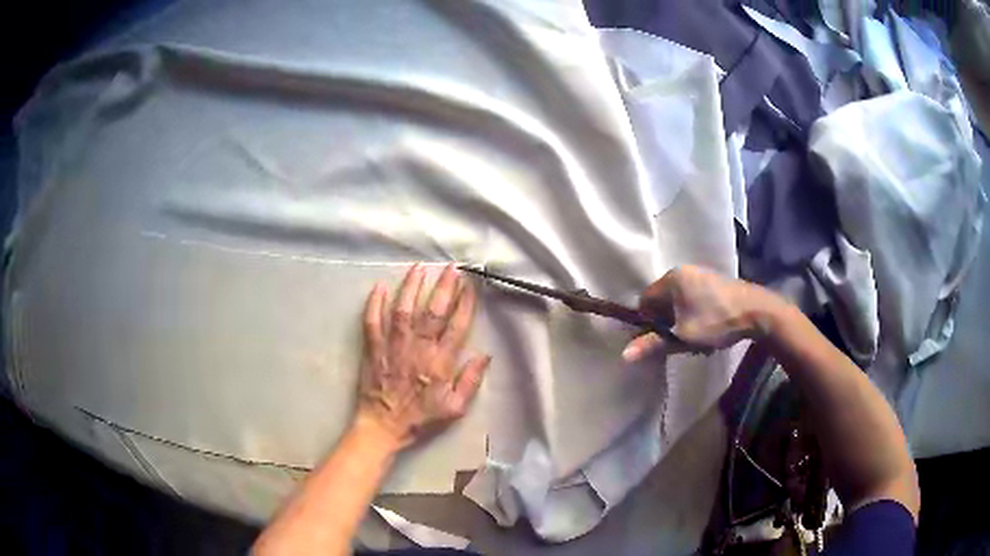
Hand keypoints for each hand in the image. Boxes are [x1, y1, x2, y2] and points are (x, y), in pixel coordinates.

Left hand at [355, 263, 491, 448]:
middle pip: (433, 311)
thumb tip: (485, 355)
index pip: (456, 326)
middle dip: (443, 287)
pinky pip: (372, 322)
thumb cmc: (421, 419)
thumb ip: (471, 382)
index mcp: (440, 363)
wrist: (383, 427)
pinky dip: (374, 304)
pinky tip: (379, 286)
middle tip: (451, 267)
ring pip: (403, 310)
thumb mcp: (454, 409)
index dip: (465, 303)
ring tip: (419, 268)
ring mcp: (393, 346)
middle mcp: (418, 349)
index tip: (471, 285)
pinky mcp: (373, 348)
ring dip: (411, 287)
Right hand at [622, 265, 777, 361]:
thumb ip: (654, 344)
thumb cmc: (716, 321)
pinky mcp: (713, 281)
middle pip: (661, 300)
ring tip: (692, 336)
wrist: (757, 311)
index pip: (645, 301)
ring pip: (678, 300)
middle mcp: (683, 271)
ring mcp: (700, 274)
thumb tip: (624, 355)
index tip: (656, 340)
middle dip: (665, 322)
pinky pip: (692, 297)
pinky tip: (705, 326)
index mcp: (671, 279)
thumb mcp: (683, 337)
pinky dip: (692, 313)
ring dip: (680, 319)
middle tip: (676, 340)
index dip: (646, 323)